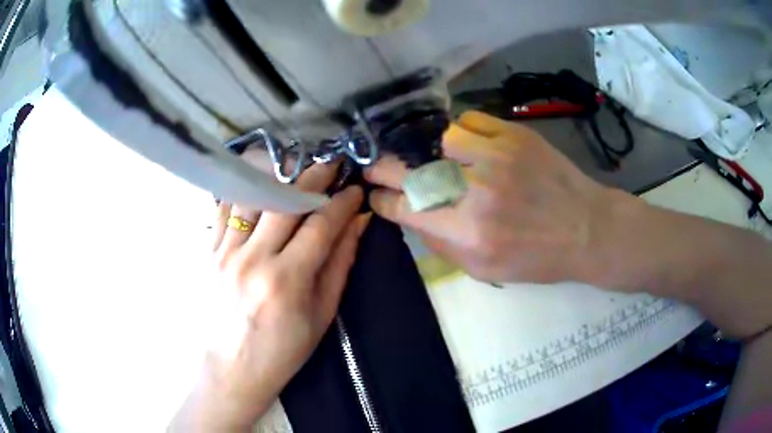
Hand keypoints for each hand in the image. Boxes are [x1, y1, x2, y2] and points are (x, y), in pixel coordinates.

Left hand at [172, 163, 369, 431]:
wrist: (231, 370)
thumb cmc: (282, 352)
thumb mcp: (321, 316)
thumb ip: (339, 265)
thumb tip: (357, 225)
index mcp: (285, 281)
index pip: (320, 225)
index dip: (342, 203)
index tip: (354, 190)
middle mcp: (252, 259)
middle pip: (285, 201)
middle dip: (313, 177)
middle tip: (330, 165)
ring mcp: (224, 253)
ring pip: (251, 196)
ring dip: (277, 177)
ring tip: (296, 170)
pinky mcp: (208, 253)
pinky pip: (224, 209)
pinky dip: (244, 191)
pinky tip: (258, 186)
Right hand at [365, 110, 630, 285]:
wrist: (586, 229)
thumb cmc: (537, 258)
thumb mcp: (484, 270)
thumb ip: (441, 244)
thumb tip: (411, 216)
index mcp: (468, 232)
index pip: (405, 208)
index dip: (382, 200)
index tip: (375, 195)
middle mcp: (478, 191)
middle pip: (412, 170)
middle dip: (383, 168)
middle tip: (373, 166)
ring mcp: (497, 156)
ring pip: (439, 139)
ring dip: (424, 149)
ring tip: (424, 156)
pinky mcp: (515, 135)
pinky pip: (470, 120)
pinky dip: (458, 131)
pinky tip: (460, 143)